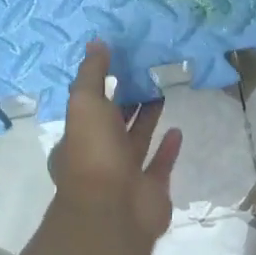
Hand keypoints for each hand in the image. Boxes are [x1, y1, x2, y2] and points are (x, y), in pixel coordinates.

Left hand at [49, 40, 182, 246]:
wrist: (114, 211)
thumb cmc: (94, 153)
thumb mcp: (85, 103)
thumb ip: (92, 74)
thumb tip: (96, 43)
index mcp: (77, 138)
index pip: (88, 107)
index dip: (100, 87)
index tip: (118, 64)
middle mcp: (99, 156)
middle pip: (114, 123)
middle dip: (126, 100)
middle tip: (145, 74)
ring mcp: (125, 175)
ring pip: (137, 140)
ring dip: (147, 119)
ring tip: (161, 93)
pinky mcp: (151, 189)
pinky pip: (160, 164)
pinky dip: (168, 148)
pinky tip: (177, 130)